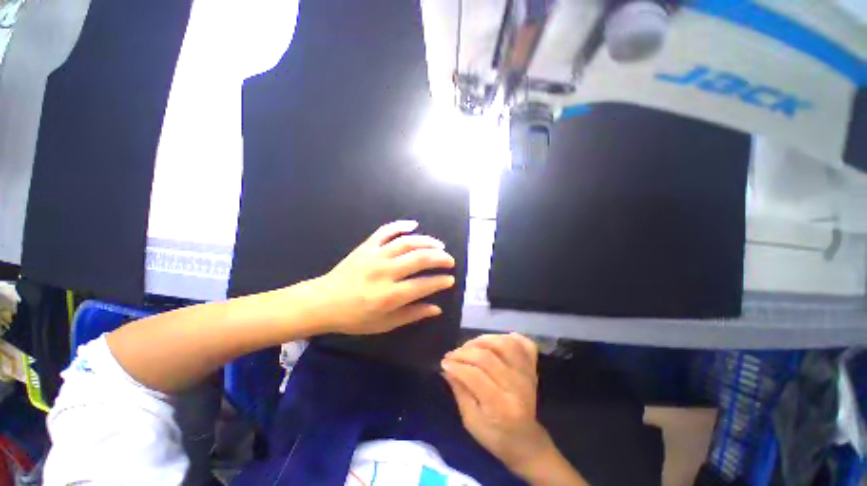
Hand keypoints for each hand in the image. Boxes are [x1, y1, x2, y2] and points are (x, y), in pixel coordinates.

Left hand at [312, 220, 455, 334]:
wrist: (323, 302)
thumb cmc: (354, 317)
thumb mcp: (384, 324)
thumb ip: (412, 315)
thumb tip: (436, 309)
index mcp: (389, 295)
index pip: (423, 285)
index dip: (440, 281)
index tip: (450, 280)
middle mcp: (384, 272)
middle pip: (419, 259)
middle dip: (440, 258)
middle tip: (449, 260)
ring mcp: (375, 256)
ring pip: (407, 242)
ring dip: (427, 242)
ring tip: (439, 245)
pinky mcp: (366, 247)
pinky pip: (385, 231)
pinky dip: (400, 225)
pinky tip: (414, 224)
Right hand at [442, 334, 553, 473]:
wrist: (525, 440)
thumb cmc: (495, 435)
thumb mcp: (471, 420)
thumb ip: (459, 391)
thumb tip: (446, 367)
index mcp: (502, 406)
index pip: (476, 376)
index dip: (457, 366)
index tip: (444, 362)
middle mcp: (517, 386)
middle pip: (488, 357)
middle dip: (464, 352)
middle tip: (452, 355)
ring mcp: (527, 374)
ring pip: (504, 344)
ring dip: (483, 340)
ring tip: (469, 346)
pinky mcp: (532, 367)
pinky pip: (524, 343)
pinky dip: (509, 337)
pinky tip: (496, 340)